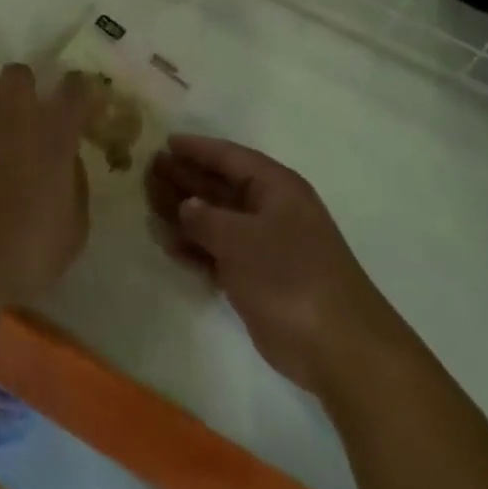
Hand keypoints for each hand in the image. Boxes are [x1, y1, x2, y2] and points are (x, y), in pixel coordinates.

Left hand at [0, 64, 96, 328]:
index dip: (79, 89)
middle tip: (27, 113)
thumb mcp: (73, 232)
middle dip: (27, 87)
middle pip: (20, 72)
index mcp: (54, 137)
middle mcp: (15, 118)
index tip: (80, 102)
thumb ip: (76, 186)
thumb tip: (68, 160)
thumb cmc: (23, 255)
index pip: (73, 89)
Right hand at [146, 135, 395, 397]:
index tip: (166, 142)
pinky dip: (196, 248)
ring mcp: (266, 246)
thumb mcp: (241, 239)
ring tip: (149, 204)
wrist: (338, 346)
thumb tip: (186, 206)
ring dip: (186, 213)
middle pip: (221, 186)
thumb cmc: (289, 276)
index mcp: (276, 187)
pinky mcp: (259, 279)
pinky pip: (220, 252)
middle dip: (186, 178)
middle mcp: (271, 209)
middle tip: (149, 171)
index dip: (198, 149)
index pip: (231, 157)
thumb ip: (206, 219)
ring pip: (218, 220)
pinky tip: (168, 244)